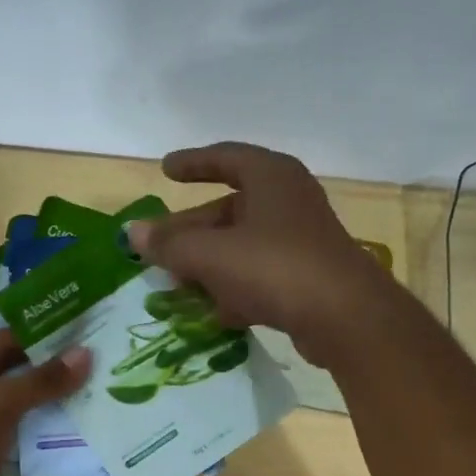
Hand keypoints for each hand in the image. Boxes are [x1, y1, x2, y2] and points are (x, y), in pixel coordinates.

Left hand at [0, 329, 90, 475]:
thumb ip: (41, 381)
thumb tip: (85, 355)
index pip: (0, 342)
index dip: (41, 339)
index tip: (82, 336)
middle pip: (8, 376)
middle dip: (48, 374)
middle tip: (94, 368)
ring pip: (13, 409)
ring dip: (46, 407)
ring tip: (90, 398)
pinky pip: (12, 439)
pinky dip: (37, 437)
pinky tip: (71, 435)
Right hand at [124, 142, 396, 365]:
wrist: (342, 317)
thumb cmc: (274, 268)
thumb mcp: (212, 255)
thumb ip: (170, 245)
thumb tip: (132, 232)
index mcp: (271, 177)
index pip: (225, 158)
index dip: (193, 164)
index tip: (165, 170)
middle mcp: (288, 202)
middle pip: (229, 210)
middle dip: (192, 231)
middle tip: (161, 249)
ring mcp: (301, 242)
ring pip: (243, 247)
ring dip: (210, 265)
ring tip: (178, 286)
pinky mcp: (307, 279)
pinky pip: (260, 277)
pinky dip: (235, 289)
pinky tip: (213, 313)